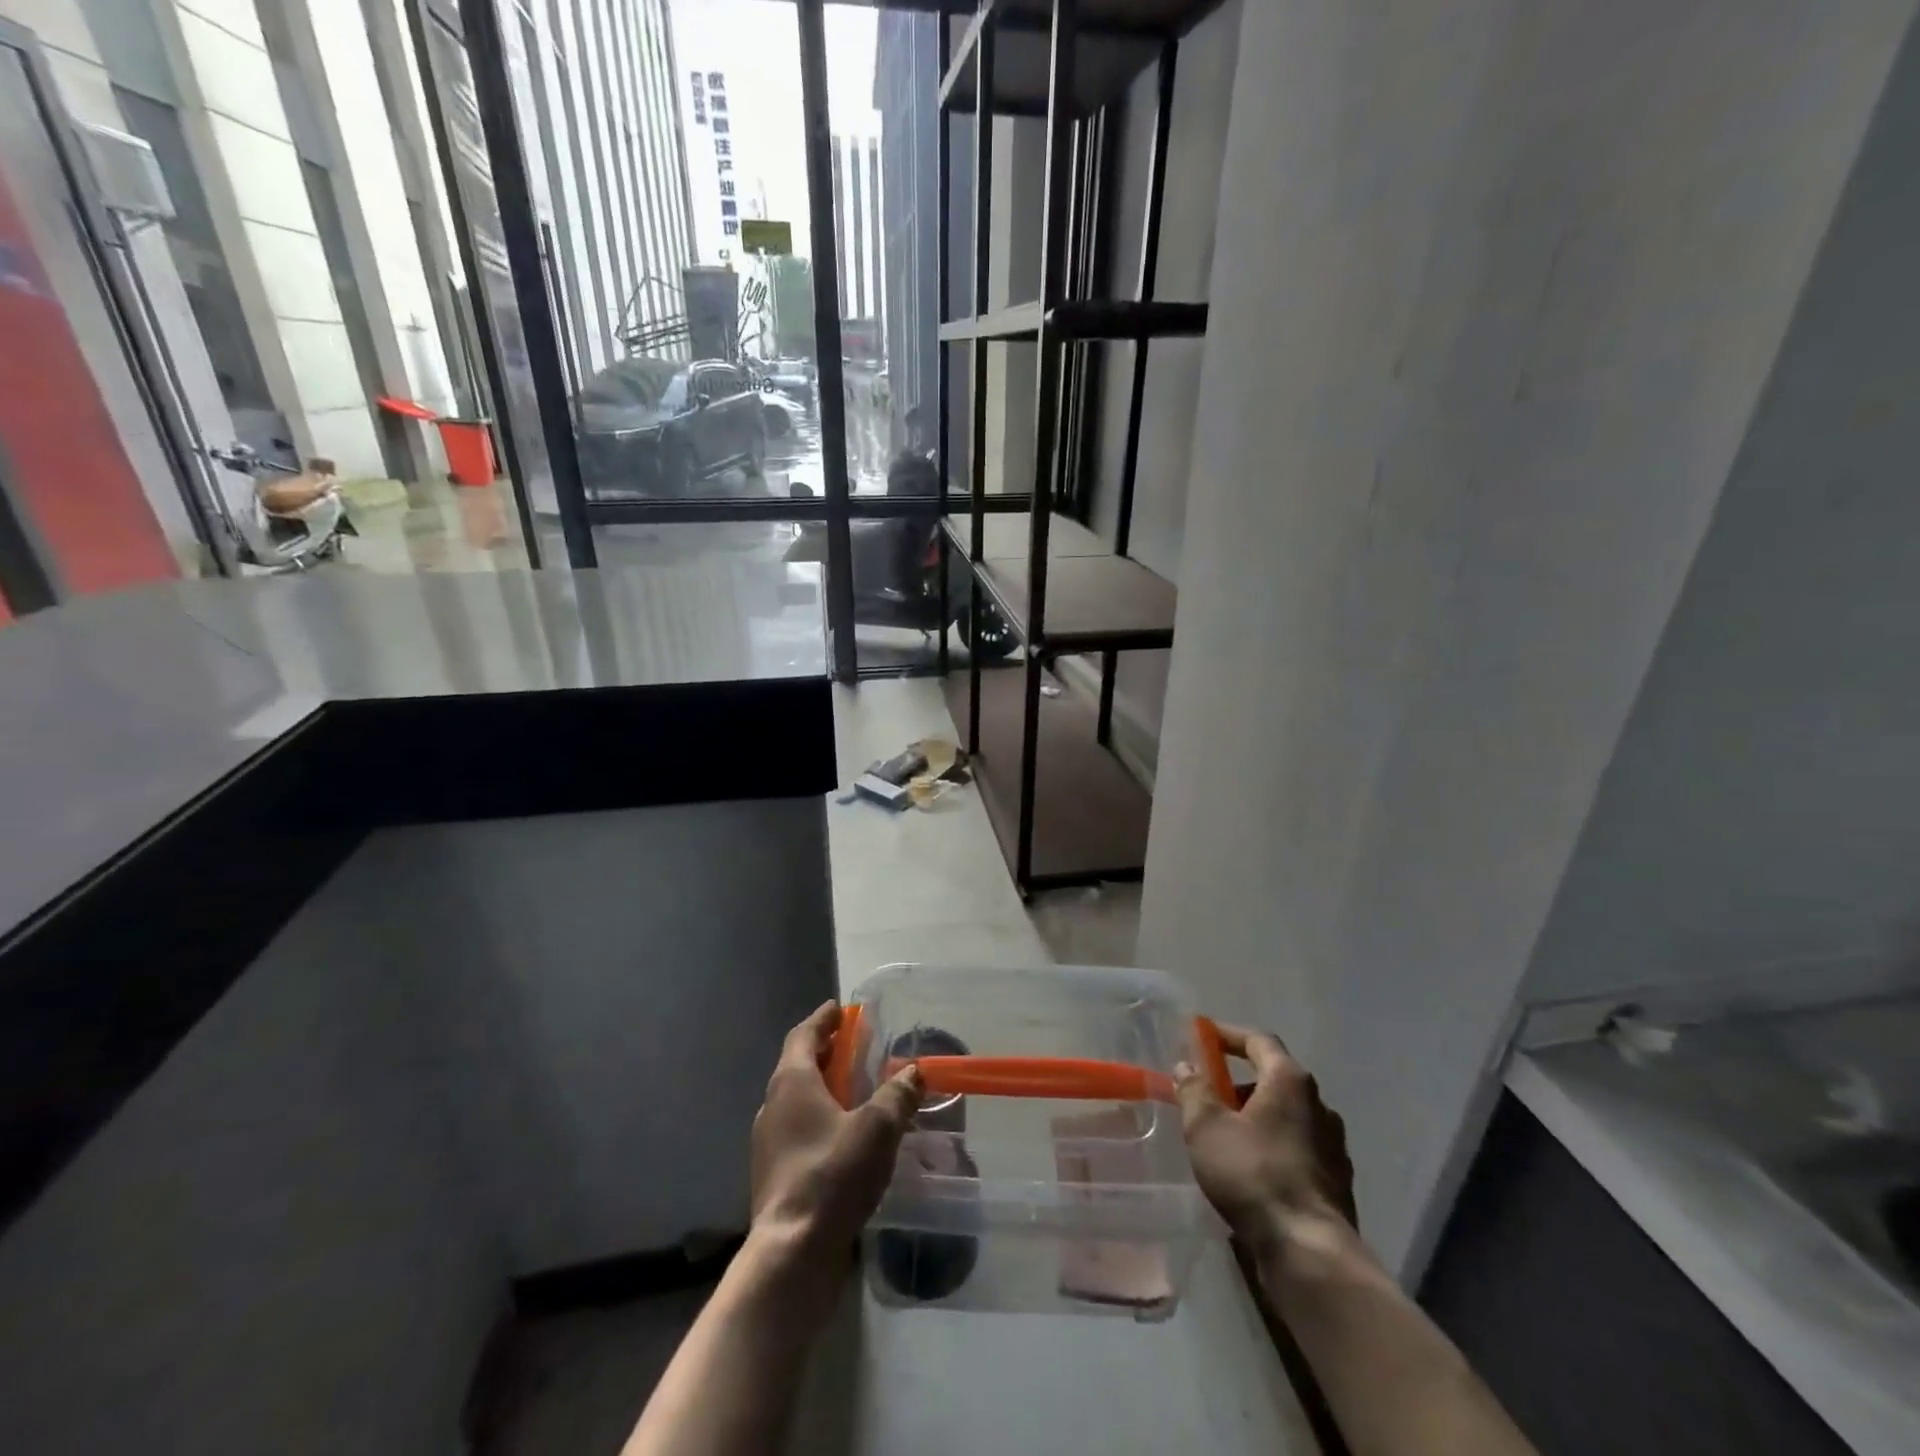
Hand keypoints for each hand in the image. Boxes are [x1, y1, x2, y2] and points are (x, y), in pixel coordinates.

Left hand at [749, 1001, 921, 1282]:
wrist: (792, 1253)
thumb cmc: (832, 1175)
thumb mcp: (877, 1128)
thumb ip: (897, 1095)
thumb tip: (913, 1072)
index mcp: (791, 1083)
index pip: (802, 1035)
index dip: (822, 1020)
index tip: (839, 1009)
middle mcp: (772, 1106)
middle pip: (797, 1065)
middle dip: (825, 1052)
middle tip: (853, 1046)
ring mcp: (769, 1144)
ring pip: (797, 1101)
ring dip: (822, 1088)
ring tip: (854, 1092)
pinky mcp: (774, 1176)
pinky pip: (798, 1131)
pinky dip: (819, 1120)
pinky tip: (844, 1138)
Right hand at [1175, 1024, 1356, 1250]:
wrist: (1310, 1252)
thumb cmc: (1253, 1174)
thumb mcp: (1206, 1127)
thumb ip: (1194, 1090)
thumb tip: (1186, 1066)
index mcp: (1290, 1081)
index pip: (1259, 1040)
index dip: (1228, 1035)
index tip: (1202, 1036)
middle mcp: (1319, 1105)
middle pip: (1275, 1078)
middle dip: (1239, 1082)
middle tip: (1209, 1093)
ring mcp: (1333, 1145)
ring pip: (1288, 1116)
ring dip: (1256, 1116)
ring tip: (1225, 1135)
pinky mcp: (1337, 1181)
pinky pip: (1298, 1147)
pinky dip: (1273, 1146)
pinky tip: (1252, 1169)